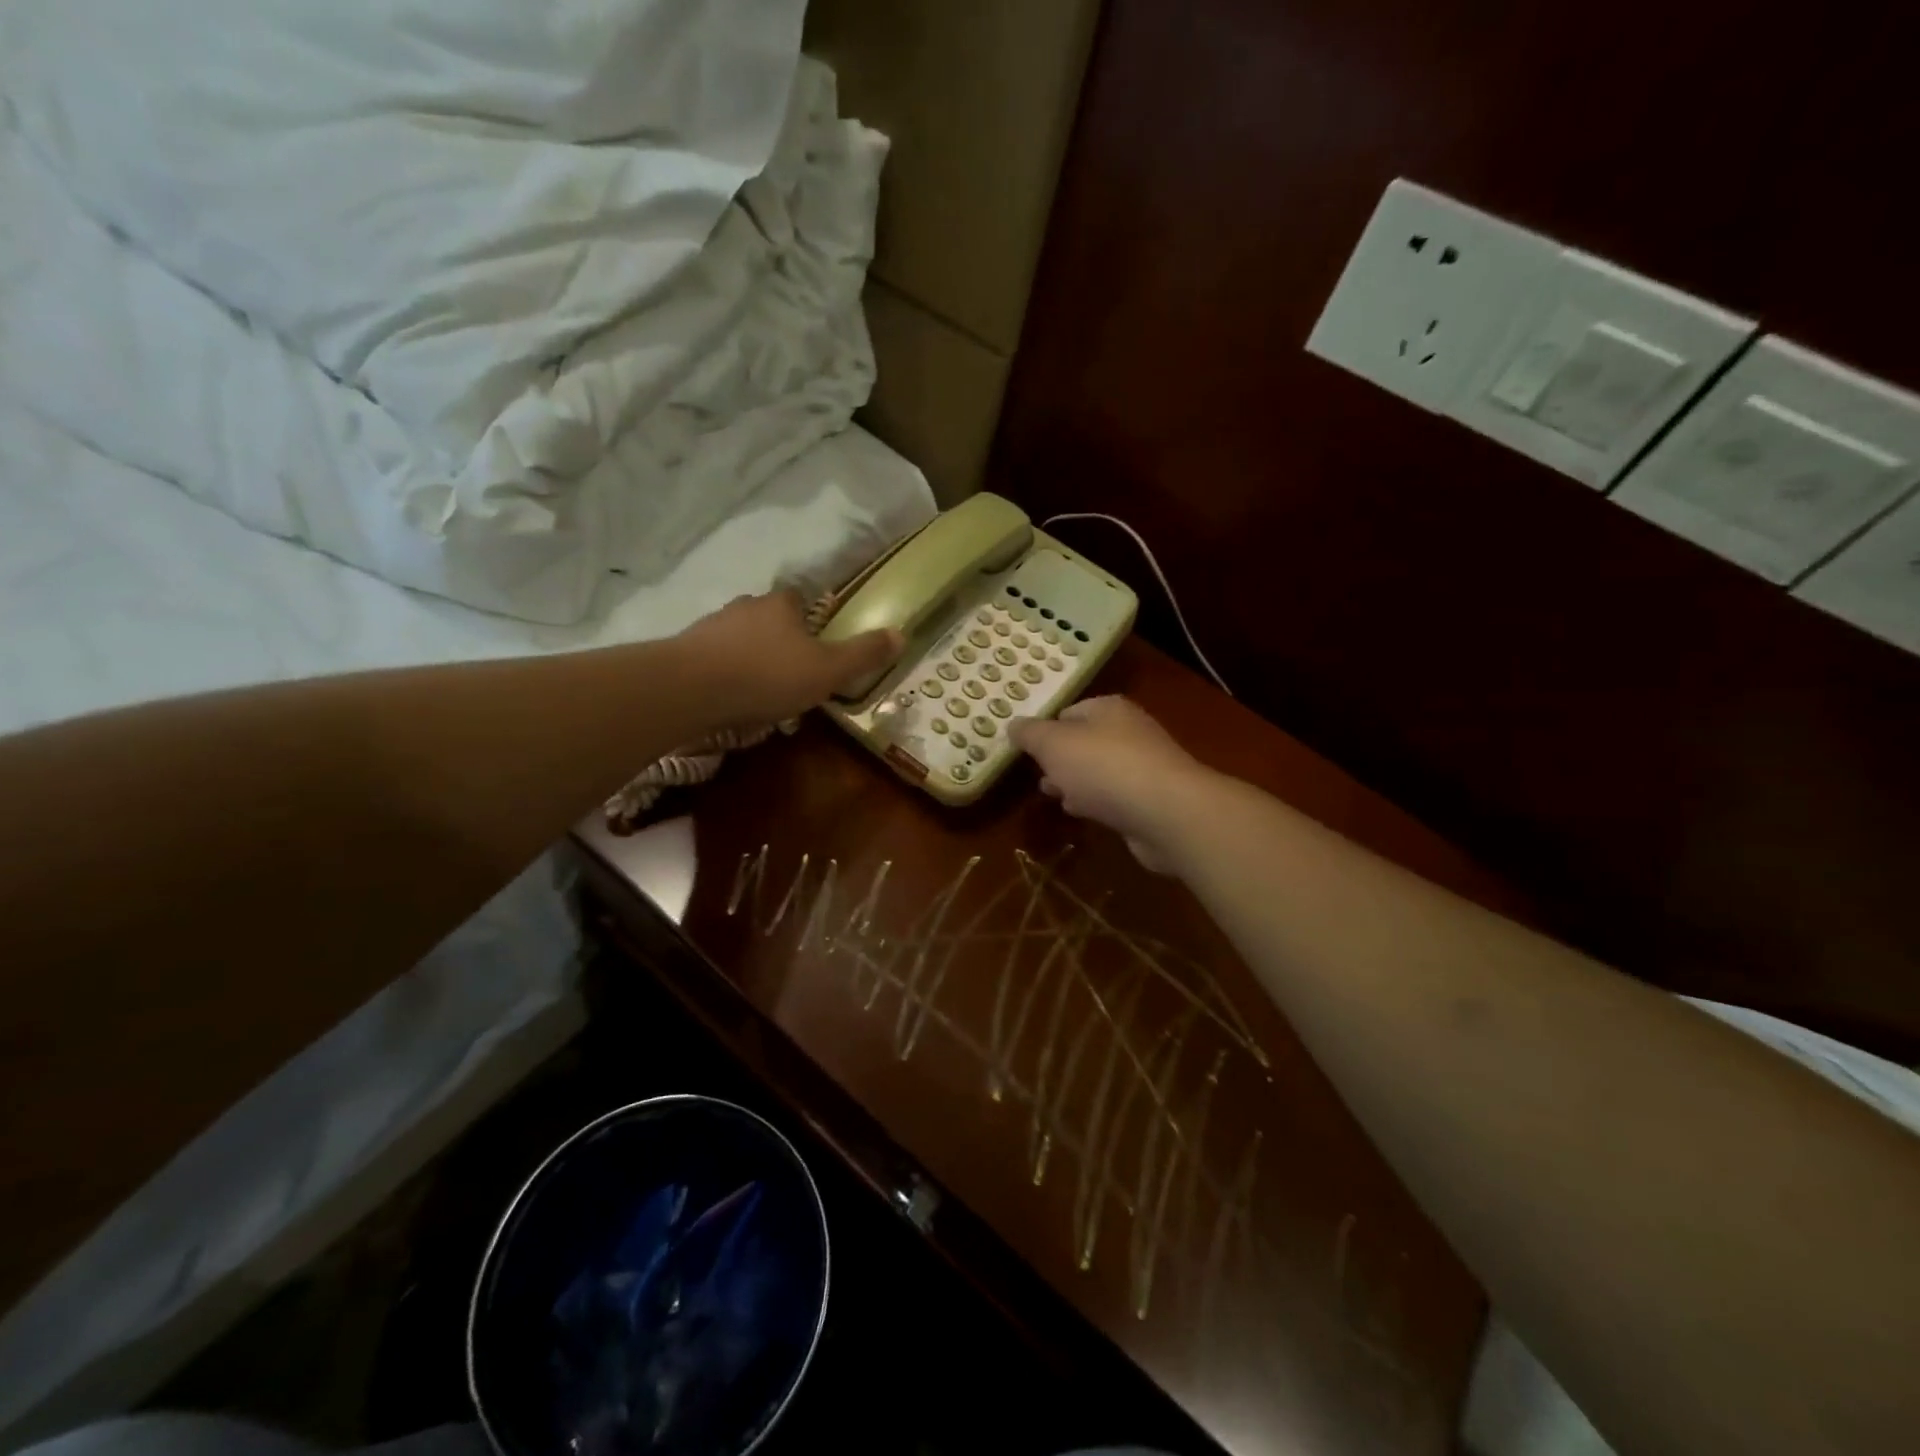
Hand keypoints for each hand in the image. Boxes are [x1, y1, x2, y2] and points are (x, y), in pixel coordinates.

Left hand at [675, 589, 902, 725]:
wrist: (692, 688)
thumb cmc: (769, 674)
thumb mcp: (828, 669)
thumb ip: (864, 654)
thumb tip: (902, 633)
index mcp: (782, 604)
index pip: (801, 600)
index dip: (811, 621)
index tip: (817, 646)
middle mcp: (746, 606)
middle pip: (770, 619)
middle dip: (780, 642)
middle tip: (792, 675)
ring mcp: (712, 626)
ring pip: (741, 639)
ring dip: (751, 659)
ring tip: (761, 693)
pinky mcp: (686, 650)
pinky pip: (715, 659)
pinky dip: (726, 674)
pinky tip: (731, 698)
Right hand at [1009, 696, 1216, 872]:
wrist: (1165, 812)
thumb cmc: (1103, 767)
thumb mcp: (1053, 744)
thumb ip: (1030, 734)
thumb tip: (1013, 724)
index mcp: (1108, 709)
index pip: (1069, 712)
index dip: (1045, 730)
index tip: (1026, 752)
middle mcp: (1129, 731)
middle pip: (1084, 742)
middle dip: (1059, 760)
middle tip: (1037, 777)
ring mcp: (1143, 766)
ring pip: (1098, 771)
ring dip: (1075, 783)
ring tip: (1052, 797)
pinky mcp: (1150, 799)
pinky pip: (1114, 796)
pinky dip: (1096, 802)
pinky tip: (1081, 814)